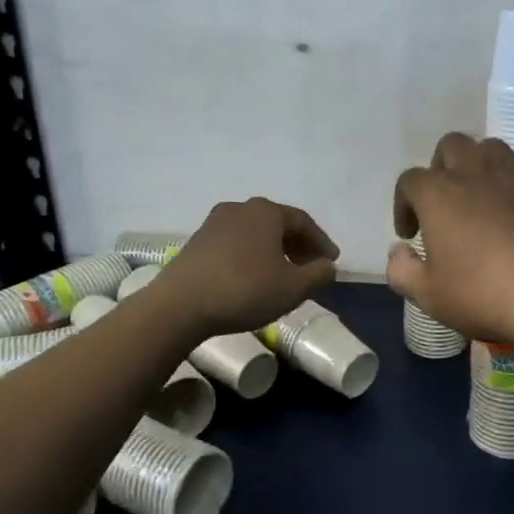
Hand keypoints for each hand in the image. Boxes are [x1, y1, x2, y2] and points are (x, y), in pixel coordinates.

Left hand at [155, 197, 339, 336]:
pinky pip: (236, 243)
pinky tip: (254, 277)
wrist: (180, 305)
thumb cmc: (244, 290)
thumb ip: (318, 275)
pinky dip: (252, 255)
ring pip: (255, 233)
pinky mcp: (197, 241)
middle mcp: (240, 208)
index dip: (321, 242)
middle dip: (298, 245)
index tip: (332, 261)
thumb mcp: (293, 288)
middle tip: (311, 267)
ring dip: (274, 251)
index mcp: (266, 211)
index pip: (303, 222)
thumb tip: (328, 267)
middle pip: (278, 224)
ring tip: (284, 274)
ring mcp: (214, 223)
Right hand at [387, 134, 513, 353]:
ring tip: (481, 205)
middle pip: (452, 146)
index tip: (411, 233)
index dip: (404, 203)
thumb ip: (402, 271)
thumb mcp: (430, 297)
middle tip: (444, 205)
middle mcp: (479, 173)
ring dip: (479, 168)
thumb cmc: (488, 295)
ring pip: (493, 150)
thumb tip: (399, 251)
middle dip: (441, 169)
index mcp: (441, 193)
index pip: (410, 180)